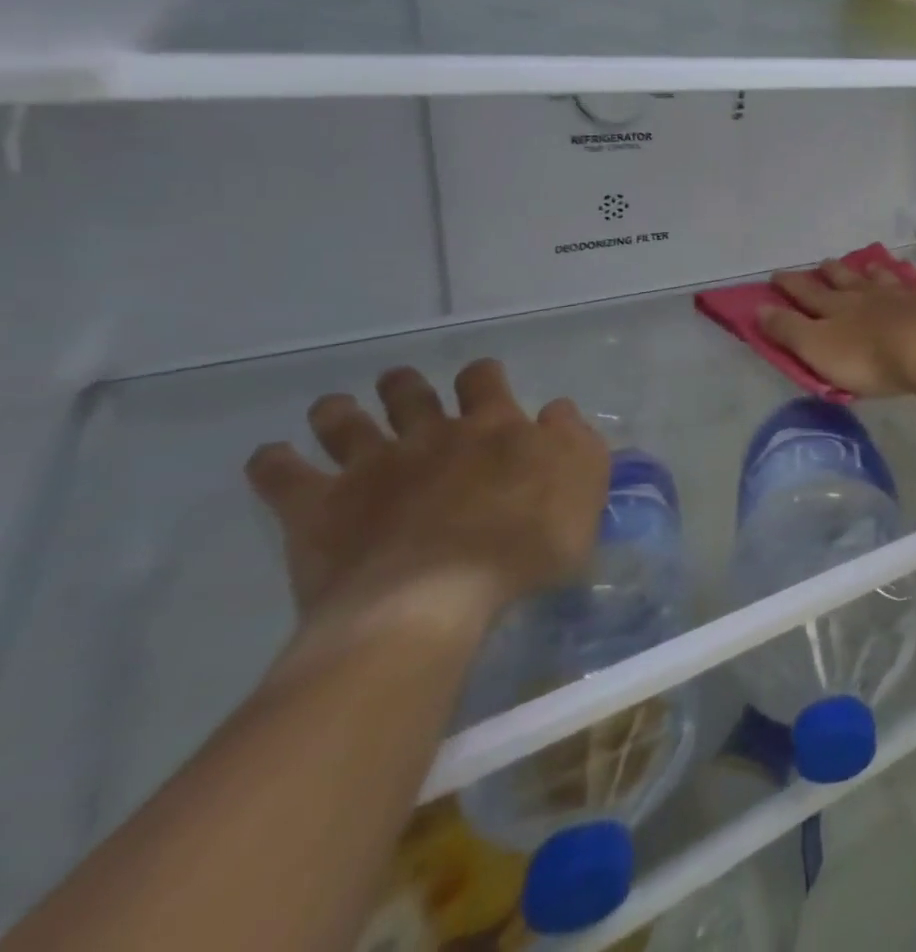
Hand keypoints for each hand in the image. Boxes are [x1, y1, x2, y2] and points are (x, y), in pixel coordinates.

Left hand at [245, 358, 609, 636]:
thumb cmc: (526, 543)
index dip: (481, 376)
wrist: (435, 598)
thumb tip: (556, 409)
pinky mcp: (318, 508)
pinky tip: (272, 459)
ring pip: (344, 420)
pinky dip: (273, 462)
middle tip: (403, 390)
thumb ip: (574, 439)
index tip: (482, 382)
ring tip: (336, 410)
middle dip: (405, 385)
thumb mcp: (584, 485)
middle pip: (410, 392)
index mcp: (494, 426)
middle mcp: (431, 434)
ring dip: (339, 411)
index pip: (483, 380)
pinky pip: (281, 474)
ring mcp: (370, 467)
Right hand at [762, 258, 915, 397]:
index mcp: (838, 309)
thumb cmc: (871, 359)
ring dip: (874, 272)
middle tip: (824, 263)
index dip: (791, 285)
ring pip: (885, 280)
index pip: (808, 294)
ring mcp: (906, 298)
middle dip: (832, 273)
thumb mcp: (819, 349)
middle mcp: (870, 296)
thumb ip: (789, 330)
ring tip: (870, 265)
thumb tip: (758, 308)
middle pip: (847, 281)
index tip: (777, 274)